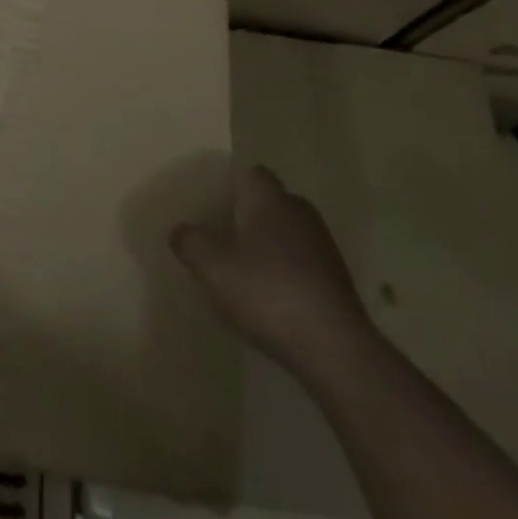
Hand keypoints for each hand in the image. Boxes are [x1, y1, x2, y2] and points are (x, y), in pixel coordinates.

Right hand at [171, 165, 378, 380]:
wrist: (333, 346)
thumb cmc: (266, 291)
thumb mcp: (211, 267)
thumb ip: (189, 242)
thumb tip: (180, 230)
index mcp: (268, 198)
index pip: (249, 172)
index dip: (229, 185)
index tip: (210, 205)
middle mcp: (297, 210)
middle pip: (268, 201)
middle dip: (246, 214)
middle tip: (220, 236)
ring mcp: (322, 243)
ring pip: (286, 230)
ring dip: (267, 244)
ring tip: (242, 269)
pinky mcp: (336, 276)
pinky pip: (302, 259)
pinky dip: (285, 269)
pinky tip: (270, 296)